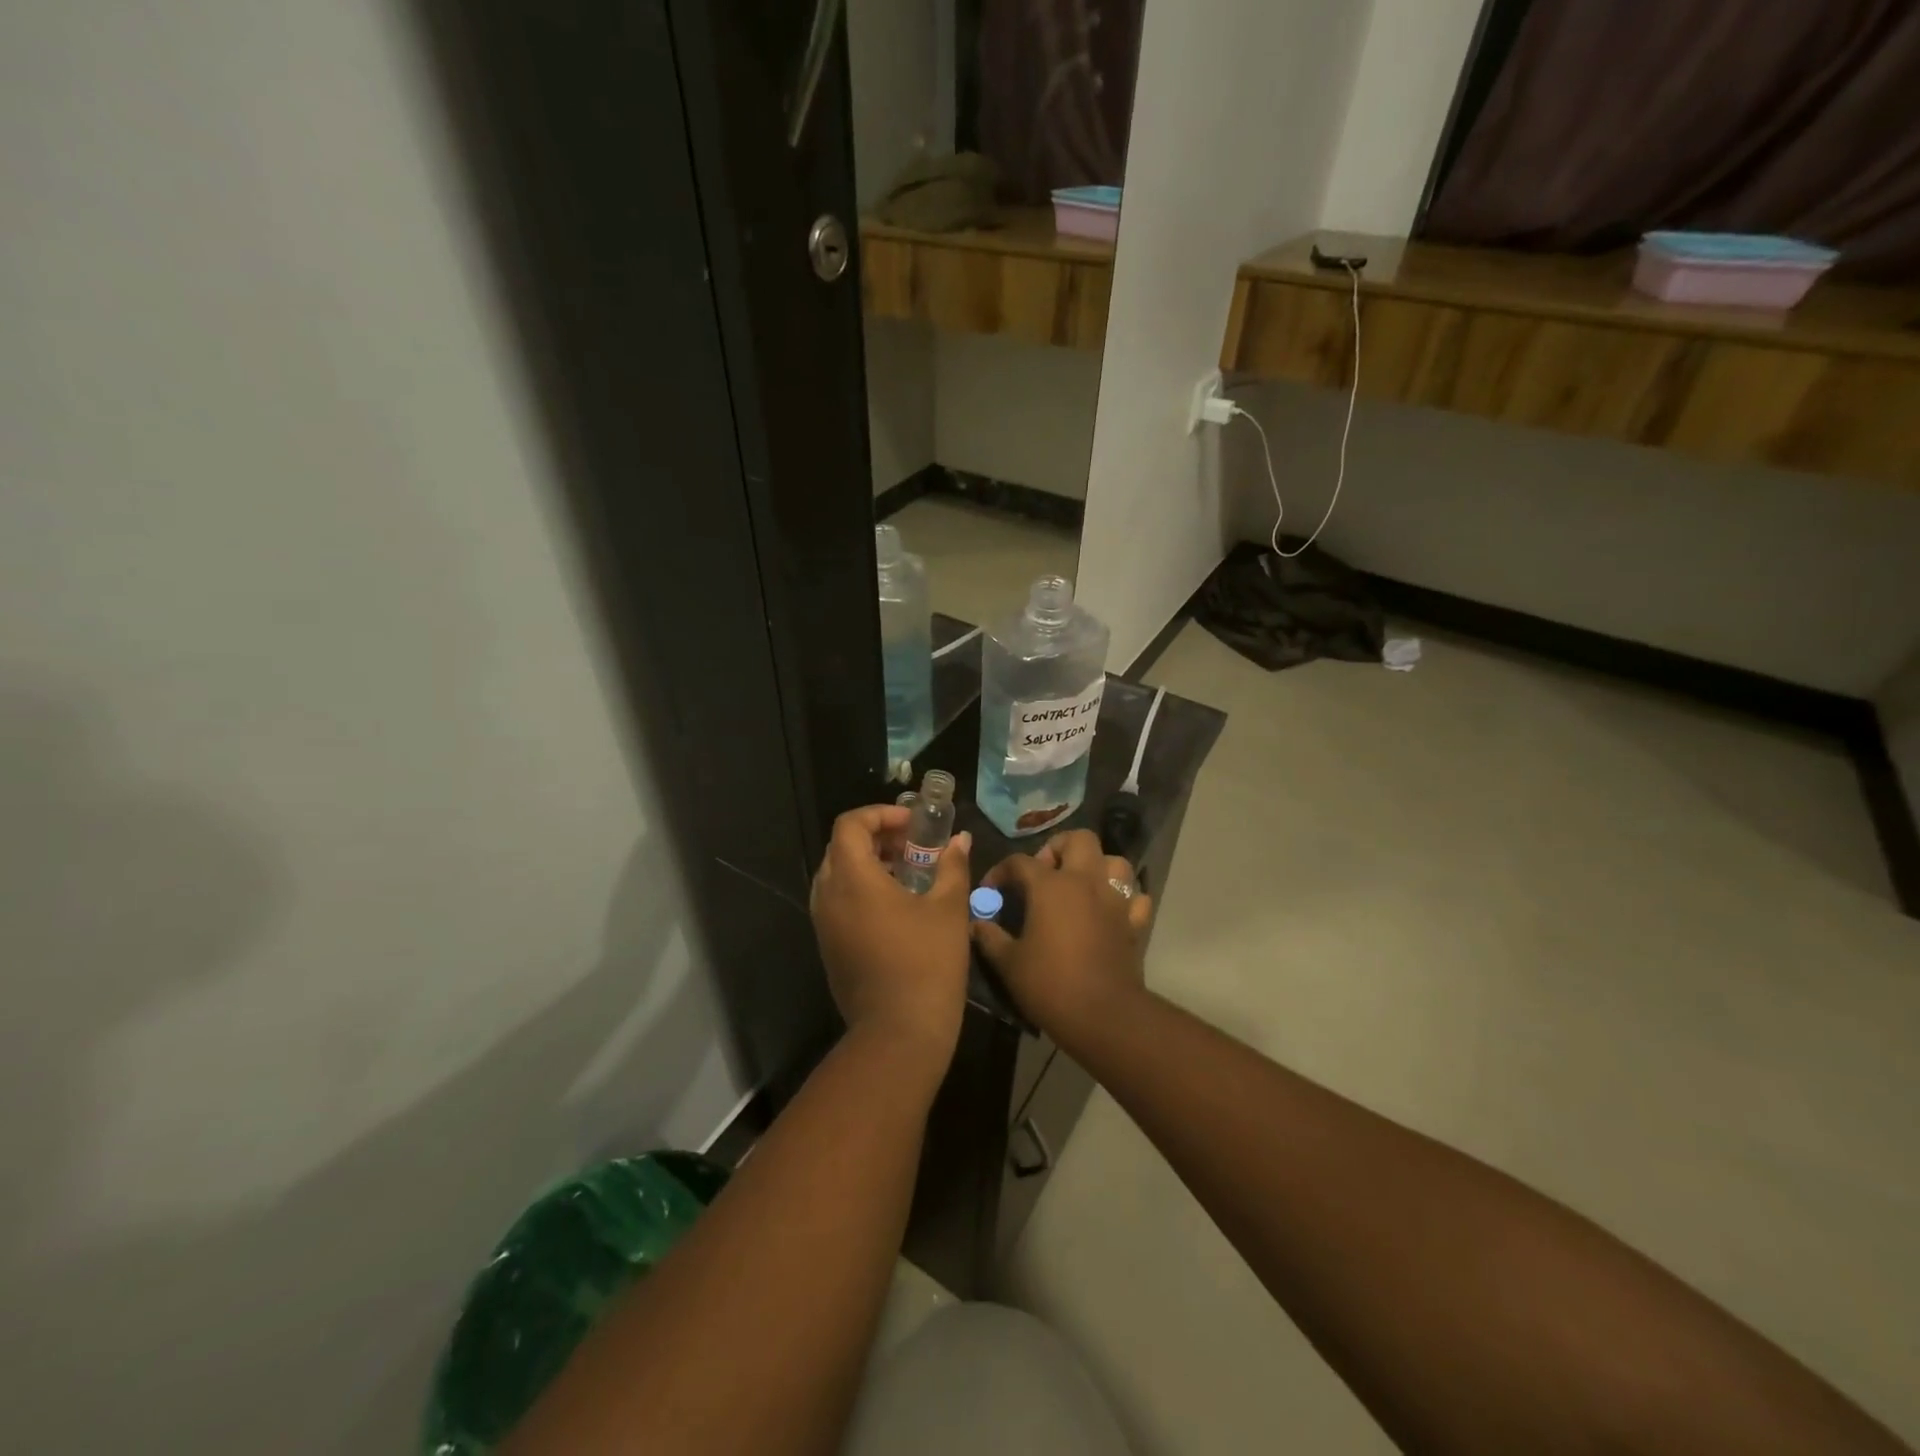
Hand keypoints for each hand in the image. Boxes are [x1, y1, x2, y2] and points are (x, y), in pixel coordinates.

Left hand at [810, 804, 973, 1072]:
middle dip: (877, 837)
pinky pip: (838, 901)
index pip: (850, 824)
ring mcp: (824, 924)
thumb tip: (960, 840)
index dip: (880, 814)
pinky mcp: (829, 946)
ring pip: (837, 875)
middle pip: (841, 847)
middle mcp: (828, 896)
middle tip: (913, 844)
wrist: (899, 1032)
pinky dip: (862, 889)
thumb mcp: (948, 908)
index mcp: (853, 879)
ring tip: (908, 872)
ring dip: (869, 863)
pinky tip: (897, 905)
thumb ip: (952, 866)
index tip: (913, 824)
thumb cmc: (927, 963)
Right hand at [972, 829, 1151, 1047]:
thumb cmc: (1050, 984)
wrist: (1102, 1016)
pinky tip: (1110, 911)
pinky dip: (1123, 898)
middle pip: (1078, 839)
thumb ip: (990, 937)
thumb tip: (977, 923)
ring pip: (1114, 861)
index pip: (1020, 862)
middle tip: (1044, 872)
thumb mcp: (1009, 963)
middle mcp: (1086, 881)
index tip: (991, 889)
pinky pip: (1135, 897)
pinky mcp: (1135, 923)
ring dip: (1097, 866)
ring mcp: (1115, 900)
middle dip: (1058, 847)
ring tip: (1080, 885)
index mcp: (1051, 885)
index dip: (1001, 871)